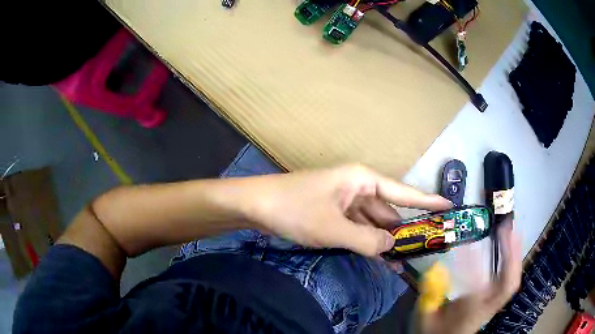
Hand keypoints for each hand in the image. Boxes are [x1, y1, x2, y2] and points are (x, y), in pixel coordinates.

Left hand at [243, 164, 451, 256]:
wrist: (256, 205)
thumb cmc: (295, 209)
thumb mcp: (334, 229)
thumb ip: (367, 240)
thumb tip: (393, 248)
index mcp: (363, 180)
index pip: (403, 192)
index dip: (428, 201)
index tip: (449, 206)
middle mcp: (358, 188)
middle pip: (388, 212)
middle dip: (404, 231)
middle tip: (426, 249)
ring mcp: (345, 202)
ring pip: (373, 224)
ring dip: (385, 242)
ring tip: (404, 263)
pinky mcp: (334, 214)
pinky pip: (358, 229)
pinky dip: (367, 243)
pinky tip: (379, 259)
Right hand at [421, 220, 521, 333]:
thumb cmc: (436, 331)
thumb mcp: (426, 317)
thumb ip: (431, 294)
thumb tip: (438, 266)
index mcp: (468, 314)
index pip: (475, 290)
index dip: (472, 266)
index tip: (467, 244)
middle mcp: (486, 308)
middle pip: (507, 285)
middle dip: (509, 256)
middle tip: (506, 231)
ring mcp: (495, 304)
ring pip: (512, 280)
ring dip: (515, 254)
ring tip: (512, 231)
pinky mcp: (497, 299)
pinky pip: (511, 279)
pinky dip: (515, 260)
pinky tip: (513, 245)